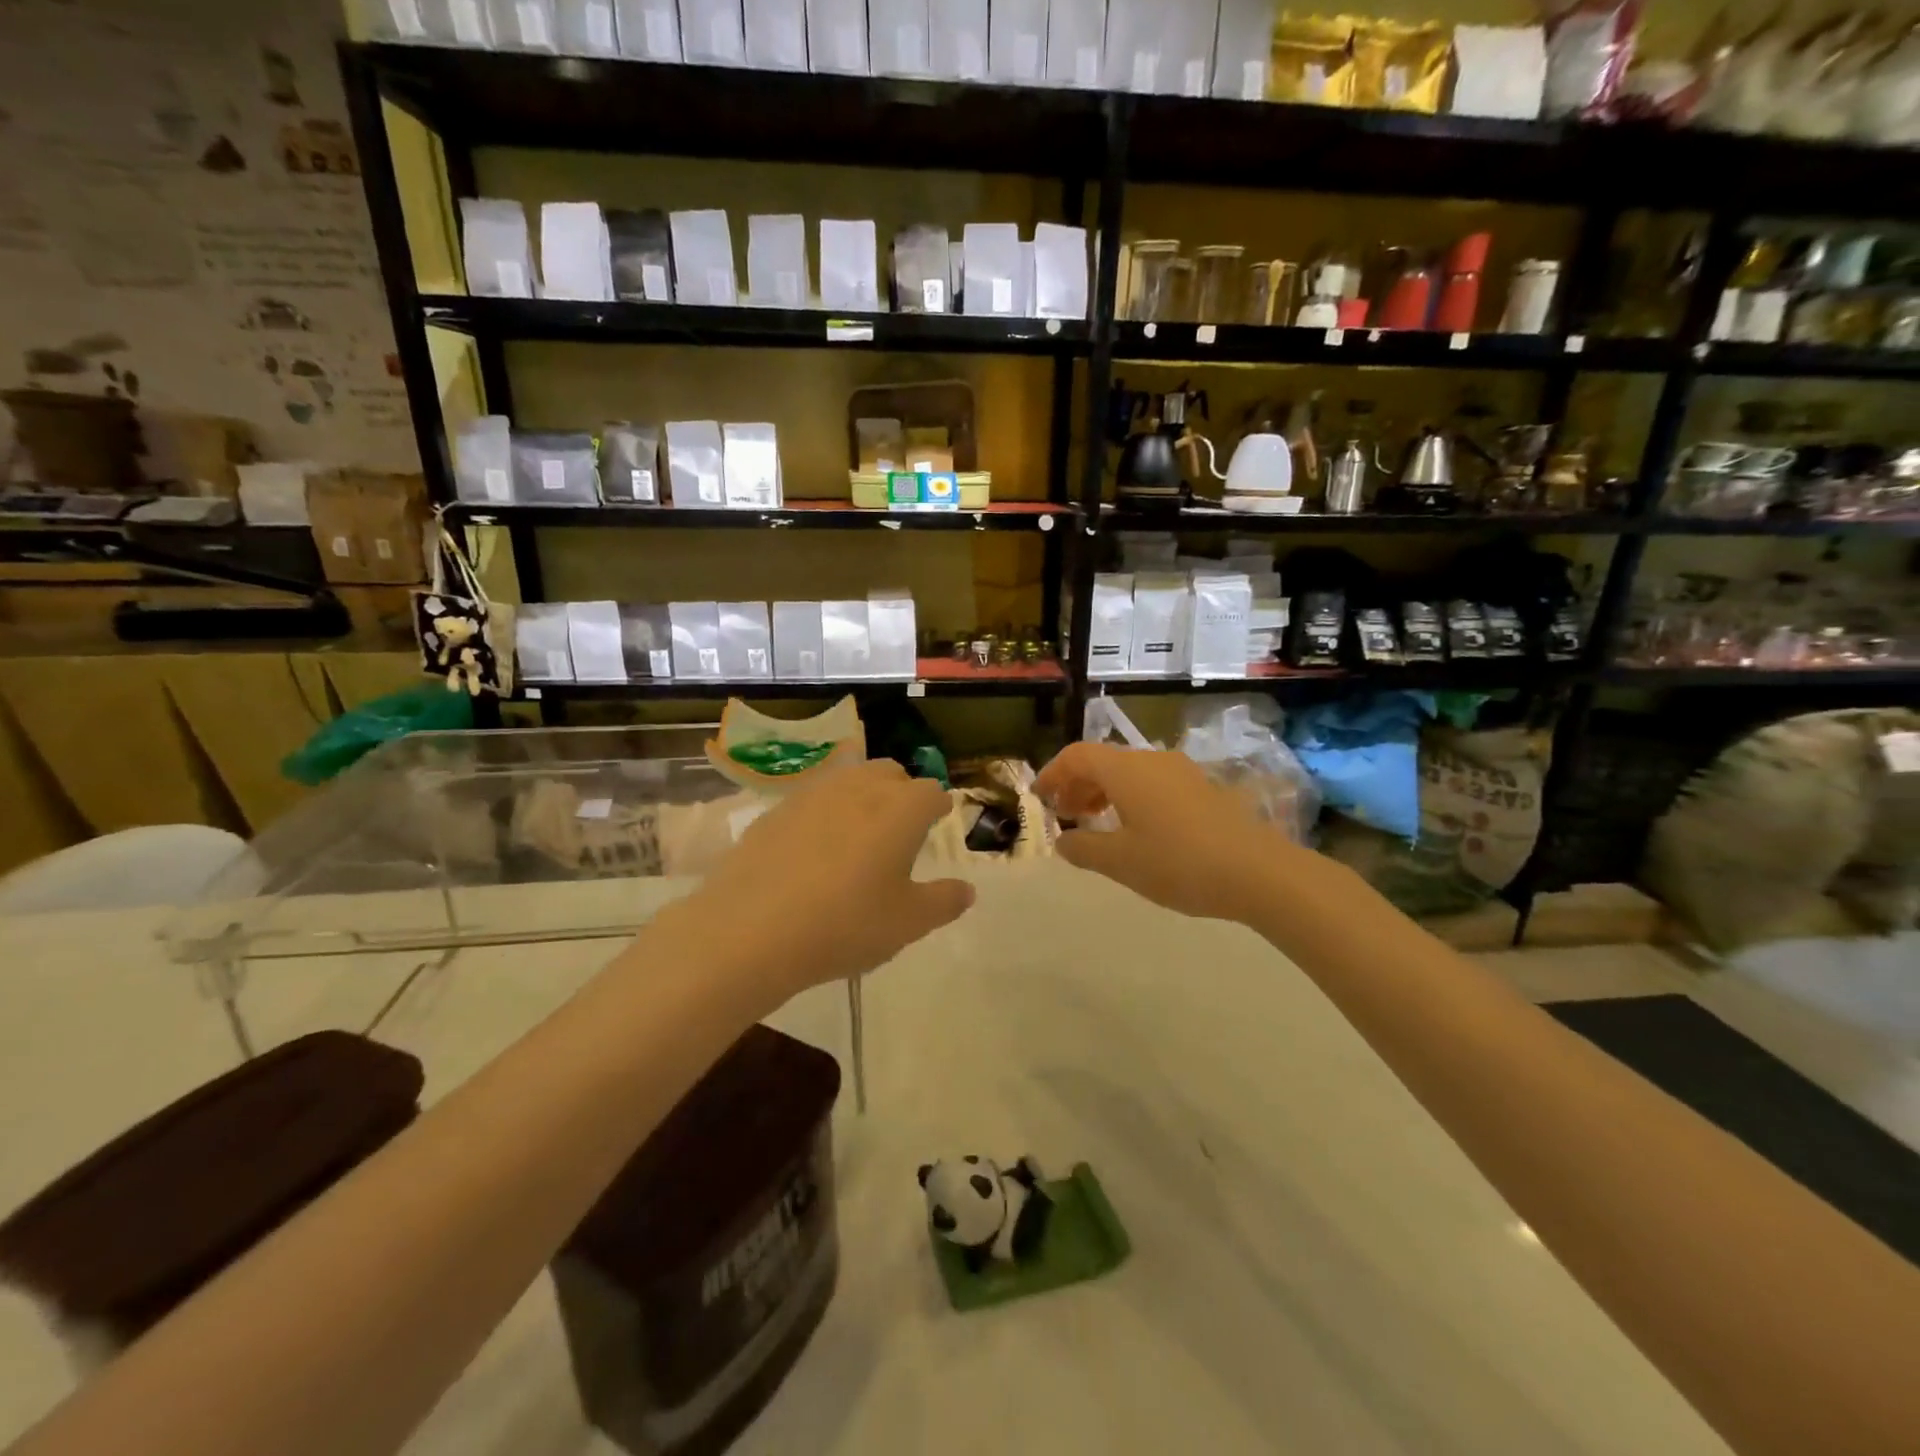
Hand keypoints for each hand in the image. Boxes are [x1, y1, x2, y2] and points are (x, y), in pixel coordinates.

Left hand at [673, 759, 974, 1000]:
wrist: (750, 930)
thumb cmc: (845, 925)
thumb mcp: (908, 923)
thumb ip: (944, 902)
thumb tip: (966, 890)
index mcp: (901, 809)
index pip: (932, 793)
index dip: (938, 808)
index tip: (937, 822)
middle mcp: (860, 788)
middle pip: (890, 773)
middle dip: (902, 792)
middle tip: (901, 829)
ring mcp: (814, 794)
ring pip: (850, 779)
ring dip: (863, 796)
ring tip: (859, 834)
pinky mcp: (776, 809)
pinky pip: (813, 799)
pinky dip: (825, 813)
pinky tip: (814, 849)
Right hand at [1036, 743, 1304, 924]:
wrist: (1259, 872)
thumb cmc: (1179, 863)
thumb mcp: (1120, 862)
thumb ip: (1083, 847)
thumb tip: (1063, 840)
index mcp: (1126, 770)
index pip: (1077, 755)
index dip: (1052, 773)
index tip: (1040, 798)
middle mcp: (1152, 760)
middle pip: (1103, 760)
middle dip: (1077, 784)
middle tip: (1066, 815)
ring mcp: (1181, 772)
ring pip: (1129, 771)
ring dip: (1104, 792)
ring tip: (1096, 823)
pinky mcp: (1202, 788)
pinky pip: (1153, 783)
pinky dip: (1131, 797)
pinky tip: (1137, 830)